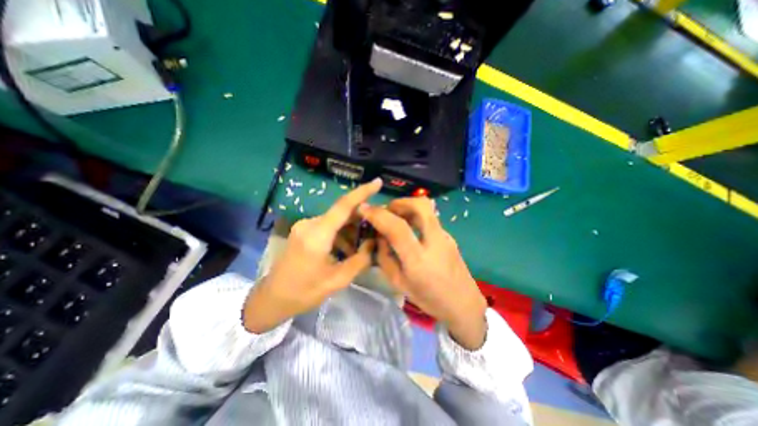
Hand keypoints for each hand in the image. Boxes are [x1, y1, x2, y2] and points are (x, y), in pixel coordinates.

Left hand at [243, 178, 382, 333]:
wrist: (272, 298)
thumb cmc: (305, 292)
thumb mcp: (338, 280)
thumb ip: (360, 259)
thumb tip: (374, 243)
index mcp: (317, 235)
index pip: (343, 206)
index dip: (362, 192)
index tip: (378, 182)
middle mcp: (310, 224)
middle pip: (342, 212)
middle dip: (361, 218)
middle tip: (376, 229)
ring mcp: (304, 226)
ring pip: (336, 219)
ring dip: (350, 229)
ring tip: (361, 246)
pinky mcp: (303, 230)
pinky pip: (328, 225)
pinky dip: (340, 233)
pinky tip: (347, 248)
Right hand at [360, 196, 488, 349]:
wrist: (463, 304)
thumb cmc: (428, 299)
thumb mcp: (398, 283)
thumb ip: (385, 257)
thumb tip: (379, 236)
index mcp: (418, 259)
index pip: (397, 228)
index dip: (378, 215)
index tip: (364, 209)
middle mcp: (434, 241)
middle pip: (420, 206)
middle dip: (399, 202)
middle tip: (387, 211)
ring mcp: (444, 236)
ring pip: (427, 207)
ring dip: (407, 206)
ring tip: (396, 217)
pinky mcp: (449, 235)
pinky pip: (429, 217)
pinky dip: (415, 215)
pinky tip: (410, 229)